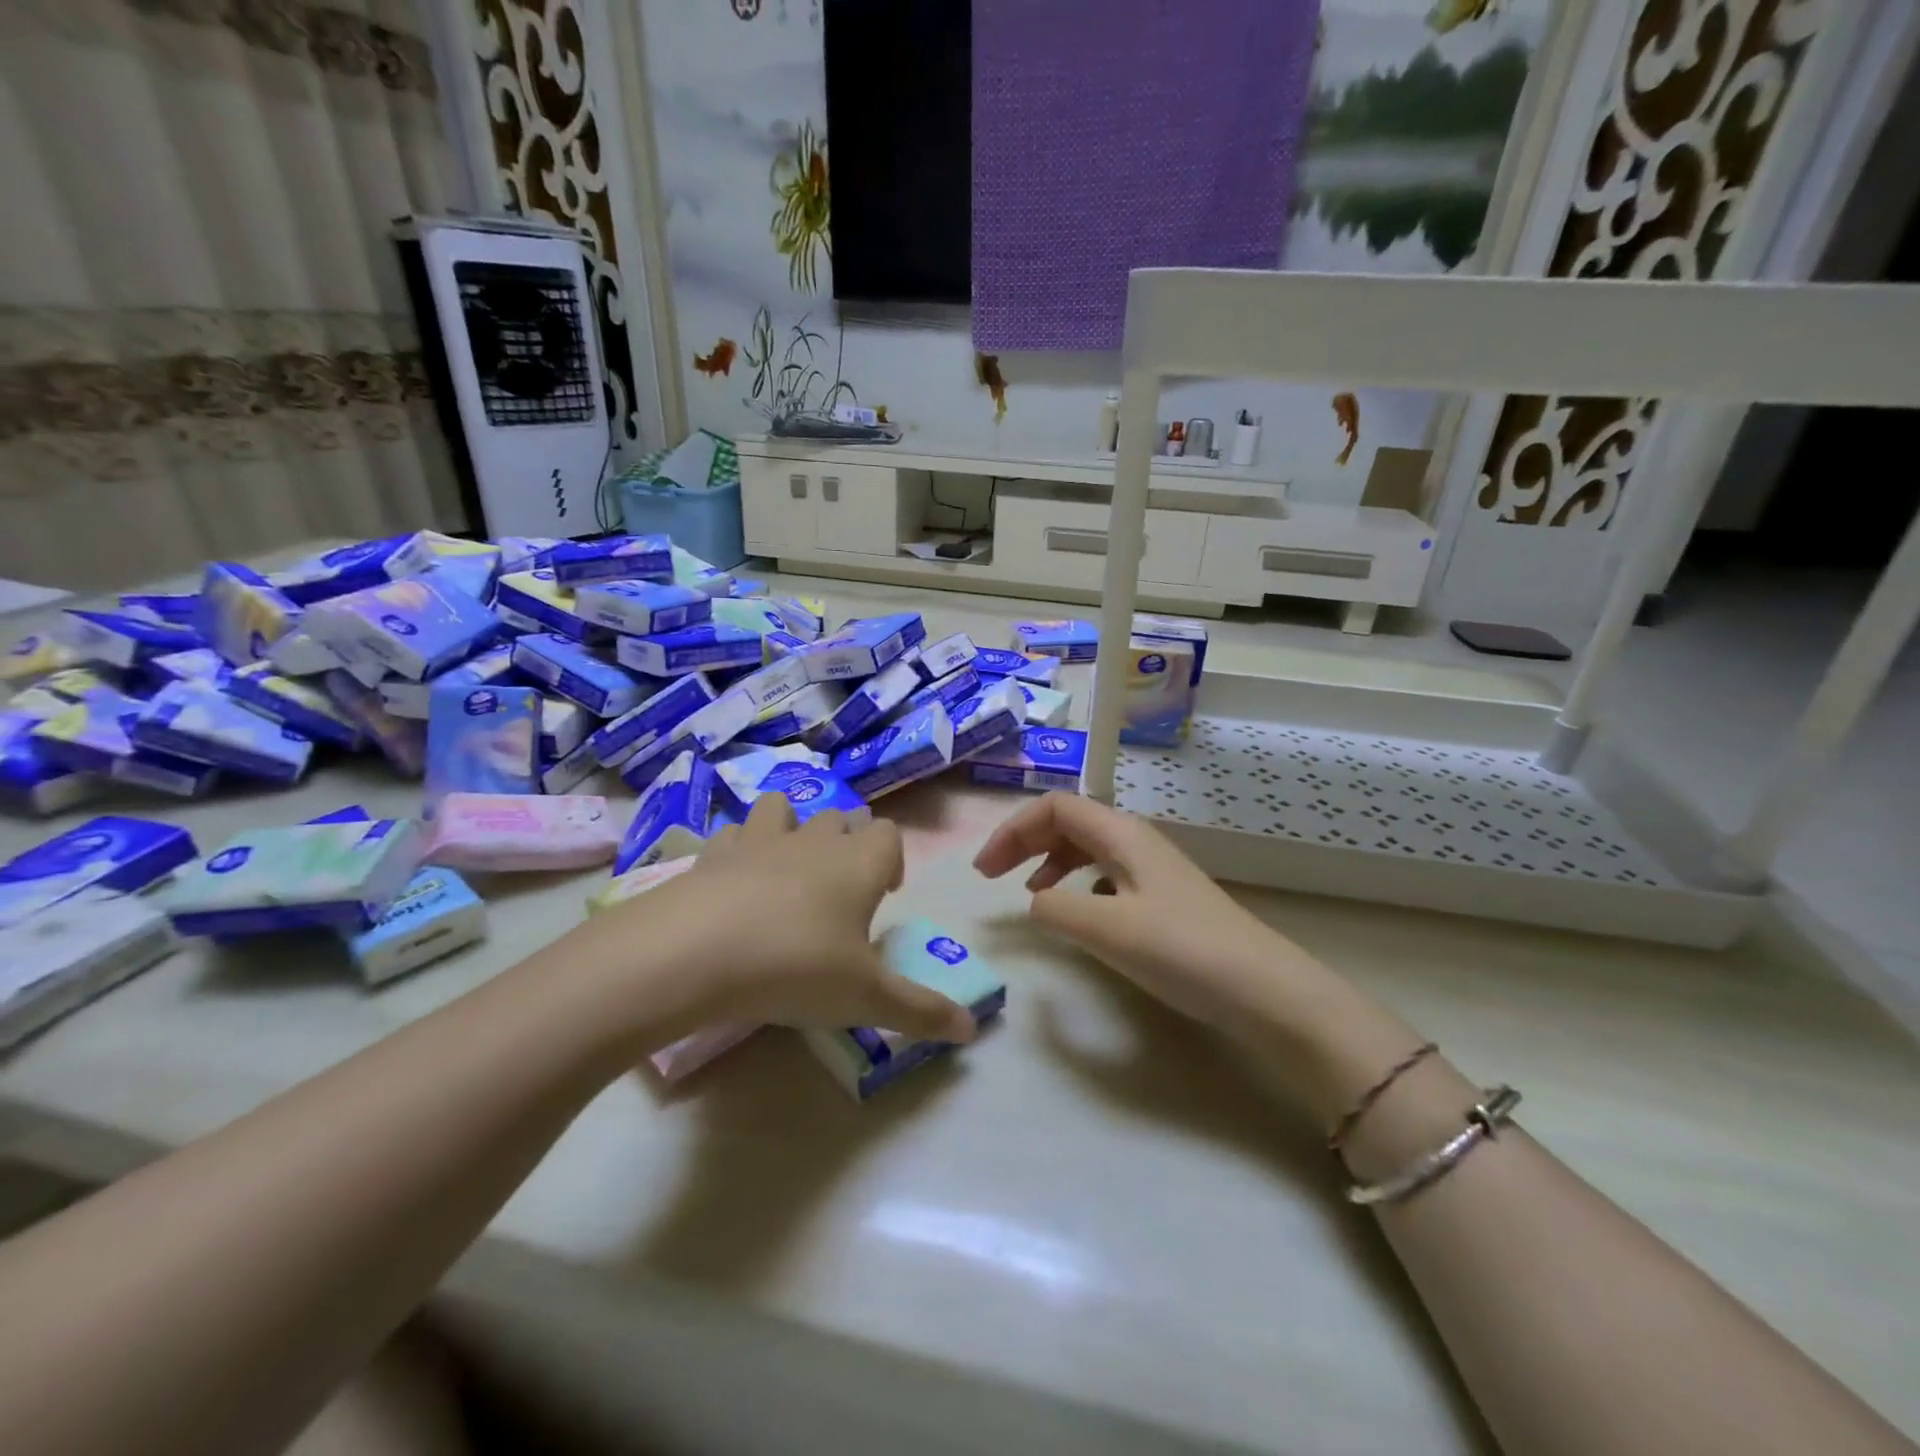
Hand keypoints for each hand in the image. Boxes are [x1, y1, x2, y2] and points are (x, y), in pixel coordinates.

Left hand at [605, 794, 976, 1044]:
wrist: (693, 953)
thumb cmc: (796, 968)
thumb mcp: (866, 999)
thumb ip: (921, 1011)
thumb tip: (972, 1029)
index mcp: (857, 864)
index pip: (888, 834)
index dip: (891, 859)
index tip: (883, 895)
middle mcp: (812, 841)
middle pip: (839, 819)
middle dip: (845, 845)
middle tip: (839, 895)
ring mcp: (758, 841)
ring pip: (783, 809)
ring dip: (790, 829)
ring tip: (786, 874)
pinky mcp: (711, 854)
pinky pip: (732, 834)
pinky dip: (738, 850)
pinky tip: (732, 885)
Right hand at [972, 792, 1335, 1035]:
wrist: (1265, 990)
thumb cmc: (1182, 950)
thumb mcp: (1107, 928)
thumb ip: (1056, 909)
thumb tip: (1034, 904)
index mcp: (1121, 834)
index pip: (1054, 808)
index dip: (1012, 831)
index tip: (984, 872)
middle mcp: (1136, 841)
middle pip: (1069, 822)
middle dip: (1025, 842)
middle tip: (993, 876)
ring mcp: (1153, 870)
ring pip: (1088, 848)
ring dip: (1050, 861)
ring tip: (1031, 893)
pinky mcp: (1164, 899)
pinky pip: (1107, 875)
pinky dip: (1079, 885)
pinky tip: (1081, 914)